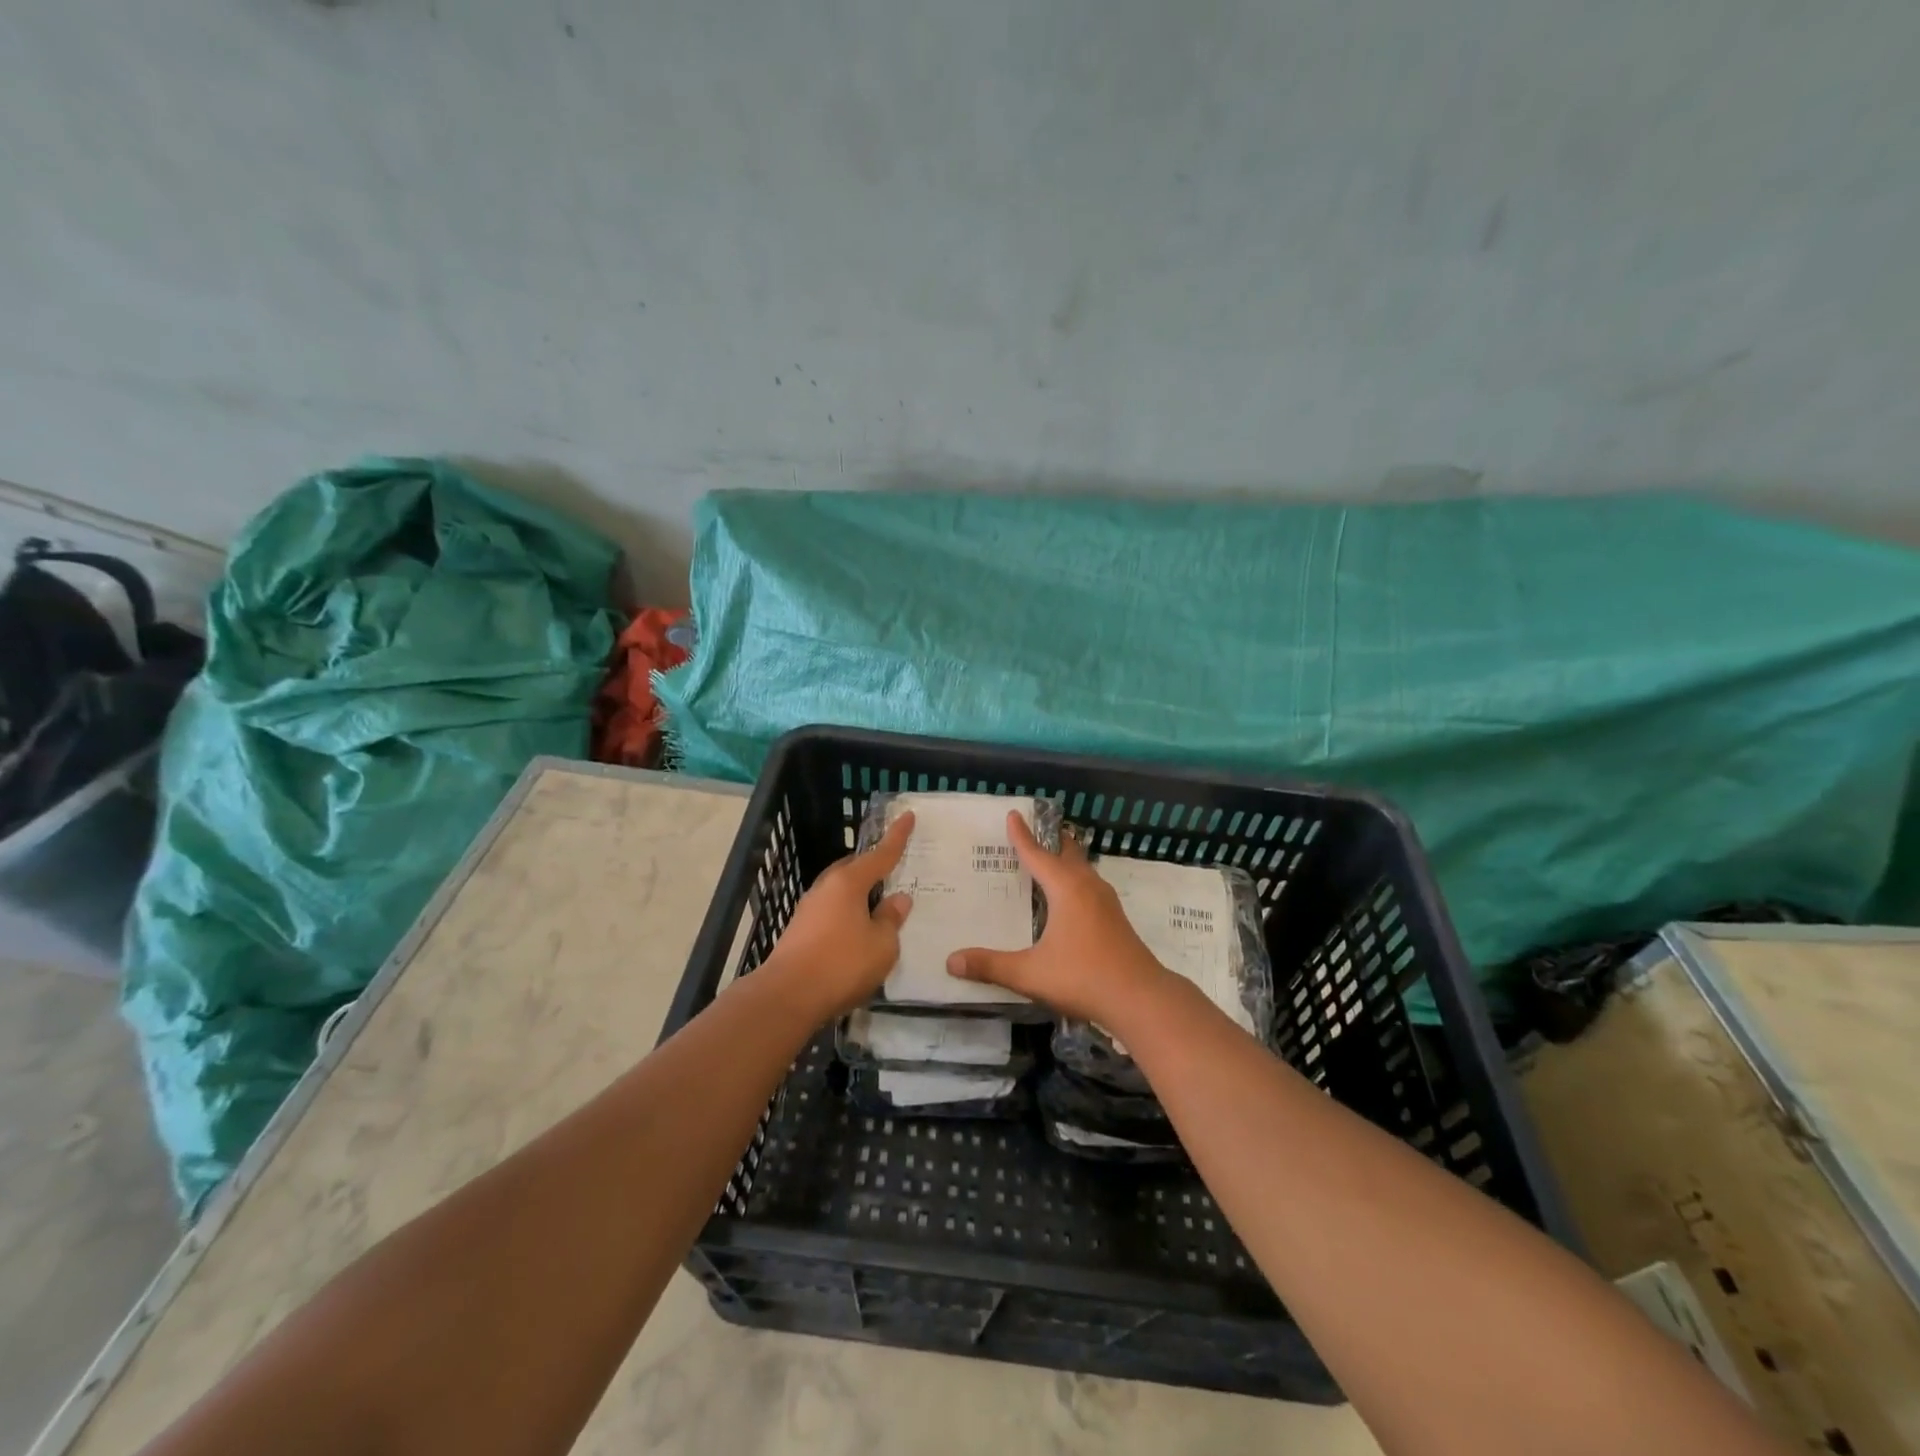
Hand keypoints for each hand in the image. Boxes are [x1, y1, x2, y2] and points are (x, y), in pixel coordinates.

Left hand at [762, 811, 914, 1021]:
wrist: (787, 997)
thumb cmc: (842, 964)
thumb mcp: (881, 945)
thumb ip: (891, 919)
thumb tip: (897, 900)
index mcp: (848, 882)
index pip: (880, 854)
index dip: (897, 837)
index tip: (908, 816)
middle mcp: (826, 888)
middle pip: (854, 869)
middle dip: (873, 867)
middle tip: (893, 870)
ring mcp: (808, 909)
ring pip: (840, 892)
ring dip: (859, 894)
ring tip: (878, 905)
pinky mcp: (799, 932)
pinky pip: (831, 912)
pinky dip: (847, 914)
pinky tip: (857, 932)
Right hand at [946, 812, 1170, 1024]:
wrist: (1141, 998)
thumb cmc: (1083, 977)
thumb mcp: (1030, 973)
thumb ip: (991, 966)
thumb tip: (951, 961)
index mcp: (1066, 889)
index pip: (1037, 854)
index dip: (1022, 836)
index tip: (1014, 814)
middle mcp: (1087, 887)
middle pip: (1067, 852)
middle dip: (1050, 840)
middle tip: (1032, 831)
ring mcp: (1106, 902)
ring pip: (1082, 869)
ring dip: (1065, 860)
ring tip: (1048, 861)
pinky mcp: (1115, 919)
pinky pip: (1090, 886)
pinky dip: (1075, 880)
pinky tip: (1068, 900)